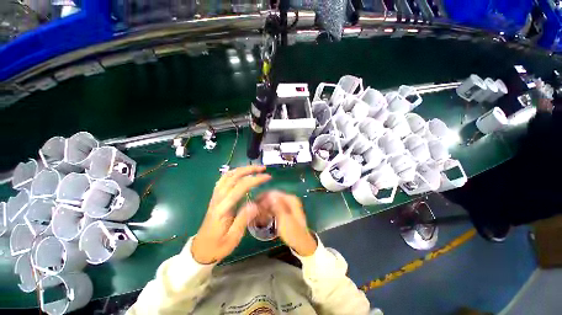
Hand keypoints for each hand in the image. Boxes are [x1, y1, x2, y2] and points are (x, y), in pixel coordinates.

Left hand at [191, 166, 270, 263]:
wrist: (201, 250)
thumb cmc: (218, 245)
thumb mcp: (233, 237)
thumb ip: (243, 219)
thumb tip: (255, 203)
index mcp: (223, 208)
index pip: (241, 187)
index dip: (255, 179)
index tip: (268, 177)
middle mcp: (218, 198)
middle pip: (233, 176)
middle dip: (249, 169)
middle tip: (263, 169)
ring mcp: (215, 196)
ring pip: (227, 175)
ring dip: (242, 169)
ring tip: (254, 168)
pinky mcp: (215, 197)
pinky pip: (223, 179)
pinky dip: (233, 173)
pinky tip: (241, 174)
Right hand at [255, 191, 316, 255]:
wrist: (302, 244)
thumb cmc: (293, 232)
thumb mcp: (284, 219)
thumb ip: (277, 206)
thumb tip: (270, 194)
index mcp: (290, 199)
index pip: (273, 193)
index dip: (263, 197)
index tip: (254, 204)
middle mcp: (289, 199)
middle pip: (273, 197)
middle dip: (263, 203)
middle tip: (254, 211)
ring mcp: (287, 205)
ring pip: (273, 203)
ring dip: (265, 207)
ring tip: (257, 215)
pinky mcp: (285, 211)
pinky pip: (274, 208)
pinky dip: (268, 211)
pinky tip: (263, 217)